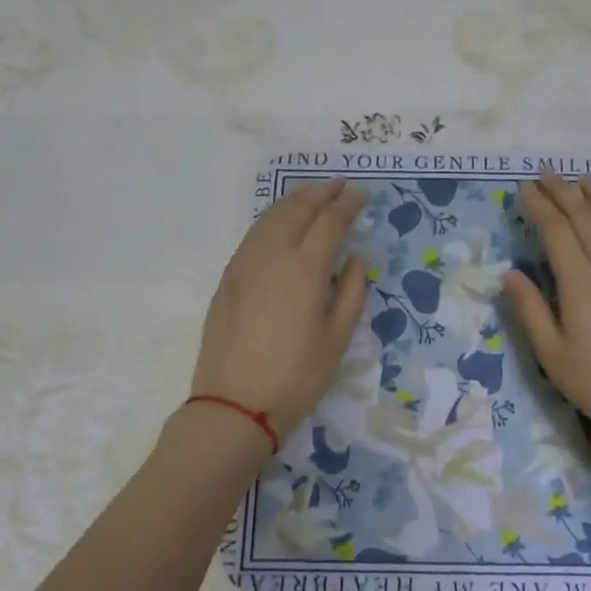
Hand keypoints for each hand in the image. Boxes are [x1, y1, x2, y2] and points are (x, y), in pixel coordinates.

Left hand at [191, 179, 368, 441]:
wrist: (234, 404)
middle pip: (297, 208)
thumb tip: (354, 259)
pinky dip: (273, 220)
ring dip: (294, 201)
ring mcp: (244, 264)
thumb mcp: (338, 339)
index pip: (330, 221)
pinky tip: (281, 226)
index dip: (348, 204)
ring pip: (270, 217)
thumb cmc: (296, 377)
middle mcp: (272, 255)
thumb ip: (351, 292)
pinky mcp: (228, 279)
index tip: (363, 194)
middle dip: (321, 193)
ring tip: (313, 197)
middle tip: (340, 186)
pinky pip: (254, 235)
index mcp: (304, 268)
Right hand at [502, 171, 590, 438]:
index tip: (523, 188)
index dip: (539, 206)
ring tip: (579, 178)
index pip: (556, 231)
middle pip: (585, 218)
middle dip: (563, 192)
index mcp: (580, 283)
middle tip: (545, 173)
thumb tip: (510, 274)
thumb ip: (529, 310)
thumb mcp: (552, 354)